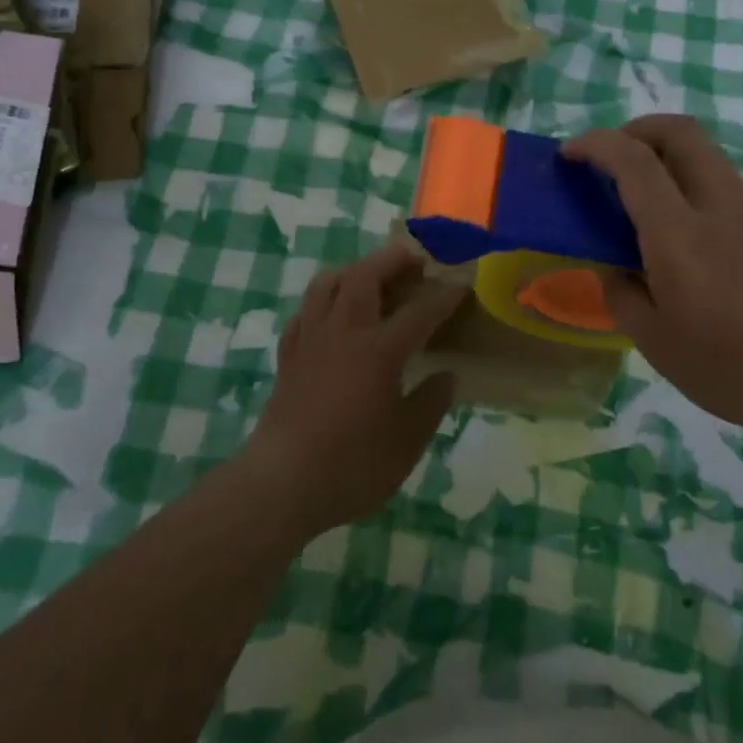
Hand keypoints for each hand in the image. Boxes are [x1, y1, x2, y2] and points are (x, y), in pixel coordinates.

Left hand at [239, 245, 466, 536]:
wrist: (281, 484)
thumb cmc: (352, 465)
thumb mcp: (406, 443)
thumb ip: (430, 404)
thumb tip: (446, 377)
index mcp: (379, 350)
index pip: (419, 312)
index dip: (443, 296)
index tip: (461, 283)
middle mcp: (344, 333)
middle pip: (365, 277)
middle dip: (391, 260)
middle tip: (413, 258)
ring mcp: (311, 341)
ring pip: (327, 284)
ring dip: (352, 271)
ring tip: (369, 276)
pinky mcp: (288, 357)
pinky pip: (303, 313)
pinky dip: (320, 303)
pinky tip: (329, 316)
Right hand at [565, 115, 742, 437]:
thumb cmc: (731, 366)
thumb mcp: (654, 340)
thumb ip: (621, 293)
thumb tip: (612, 266)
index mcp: (678, 233)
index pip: (633, 160)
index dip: (594, 145)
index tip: (567, 156)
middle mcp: (714, 205)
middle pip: (678, 131)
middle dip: (634, 129)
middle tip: (607, 160)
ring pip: (700, 150)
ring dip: (660, 151)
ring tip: (633, 190)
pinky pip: (714, 177)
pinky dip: (682, 175)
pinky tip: (669, 222)